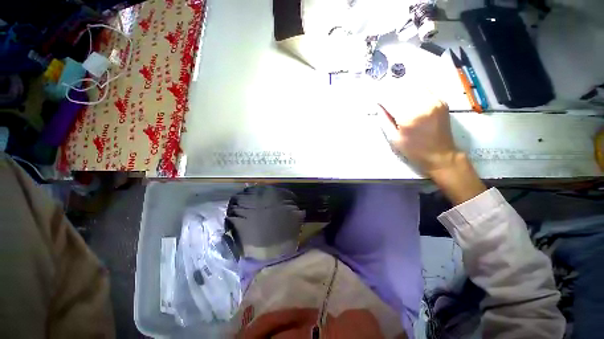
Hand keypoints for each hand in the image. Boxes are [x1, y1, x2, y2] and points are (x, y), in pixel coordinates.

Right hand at [379, 96, 458, 175]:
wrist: (440, 155)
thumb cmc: (413, 150)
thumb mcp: (393, 139)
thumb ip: (384, 121)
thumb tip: (378, 106)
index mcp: (409, 117)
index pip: (390, 99)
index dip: (380, 97)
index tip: (373, 98)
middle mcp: (423, 105)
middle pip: (401, 89)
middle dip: (388, 90)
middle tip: (381, 95)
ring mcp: (434, 101)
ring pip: (412, 85)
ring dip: (399, 88)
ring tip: (392, 94)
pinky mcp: (441, 101)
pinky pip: (423, 88)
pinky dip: (412, 88)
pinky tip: (406, 93)